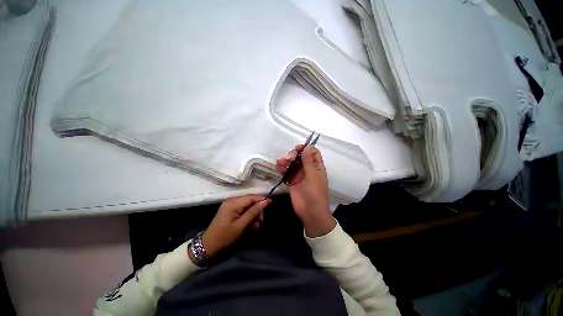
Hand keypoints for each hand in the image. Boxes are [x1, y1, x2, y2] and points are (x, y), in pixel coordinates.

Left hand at [197, 195, 270, 259]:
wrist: (208, 245)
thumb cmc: (224, 236)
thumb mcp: (241, 225)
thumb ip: (253, 212)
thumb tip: (265, 202)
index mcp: (233, 203)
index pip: (251, 197)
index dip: (262, 199)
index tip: (271, 203)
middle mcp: (232, 201)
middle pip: (250, 201)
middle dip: (257, 211)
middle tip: (261, 221)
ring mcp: (230, 205)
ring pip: (247, 206)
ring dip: (253, 215)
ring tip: (256, 226)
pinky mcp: (230, 210)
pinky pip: (243, 210)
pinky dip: (248, 217)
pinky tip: (251, 226)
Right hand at [276, 145, 335, 237]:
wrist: (310, 212)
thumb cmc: (315, 192)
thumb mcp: (313, 175)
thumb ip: (308, 161)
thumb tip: (307, 147)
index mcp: (316, 167)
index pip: (312, 152)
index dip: (306, 148)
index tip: (298, 148)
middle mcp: (308, 169)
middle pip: (300, 156)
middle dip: (294, 155)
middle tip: (289, 159)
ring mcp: (299, 175)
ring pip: (292, 163)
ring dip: (286, 161)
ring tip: (281, 162)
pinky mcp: (292, 181)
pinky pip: (286, 172)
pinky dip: (282, 168)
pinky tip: (278, 166)